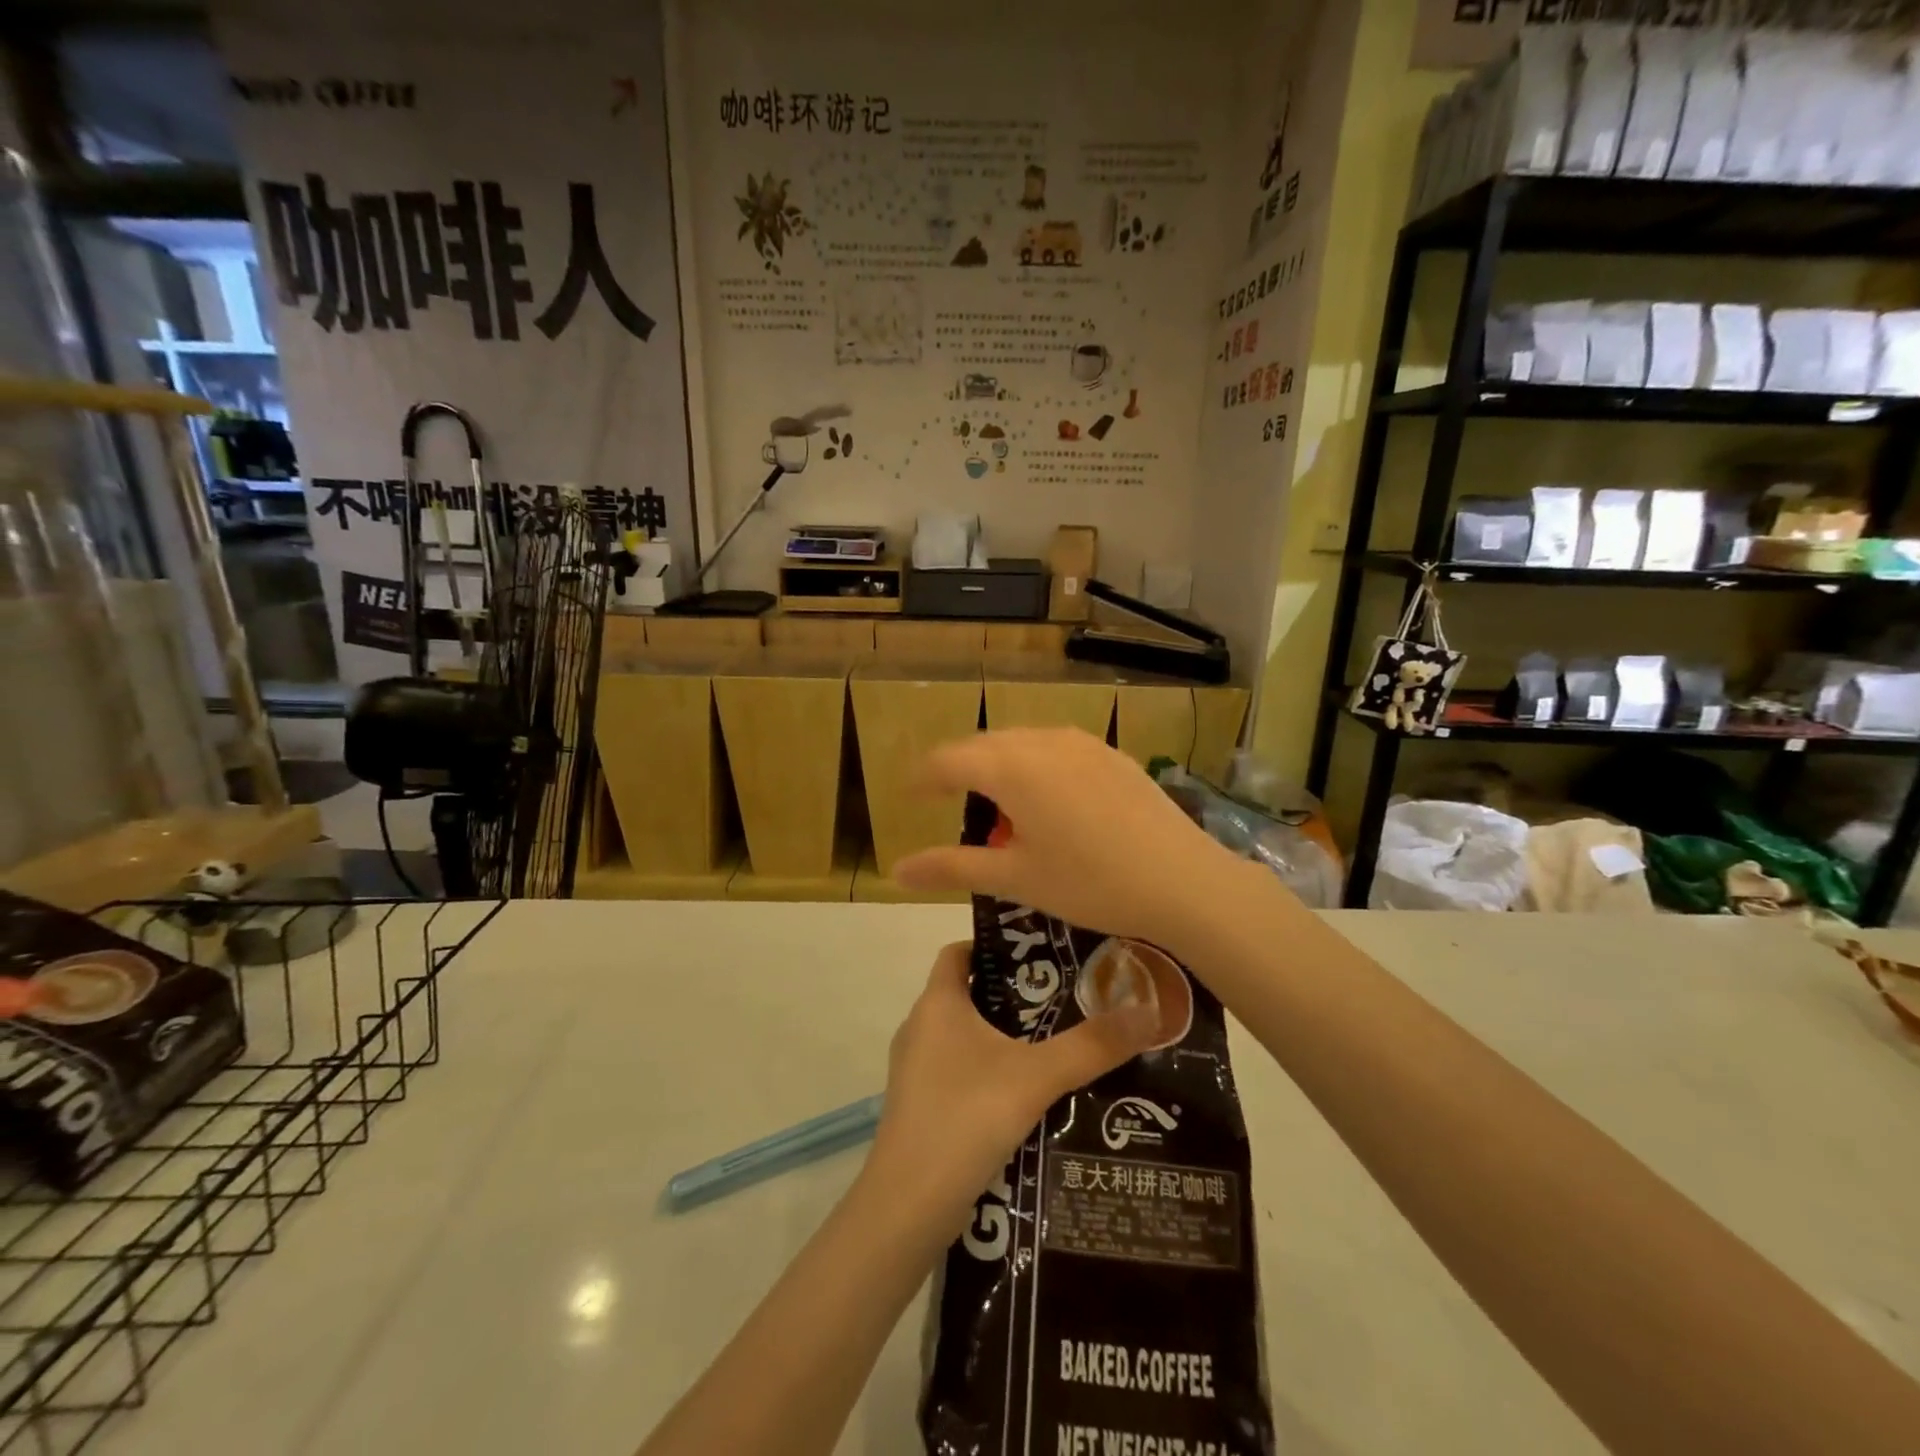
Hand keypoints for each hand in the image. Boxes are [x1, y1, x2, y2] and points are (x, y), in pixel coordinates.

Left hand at [866, 942, 1157, 1229]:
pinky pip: (959, 1072)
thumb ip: (1091, 1046)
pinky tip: (1028, 1097)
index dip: (995, 946)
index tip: (1040, 955)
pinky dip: (990, 1073)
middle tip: (1065, 1000)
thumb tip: (1149, 1012)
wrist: (907, 1206)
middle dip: (1014, 996)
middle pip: (968, 993)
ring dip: (1004, 1038)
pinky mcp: (920, 1107)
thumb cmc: (966, 1117)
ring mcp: (916, 1070)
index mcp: (937, 1003)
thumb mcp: (1036, 1077)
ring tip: (1056, 1046)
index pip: (959, 951)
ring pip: (965, 1037)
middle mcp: (920, 1027)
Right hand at [893, 728, 1242, 955]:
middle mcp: (1041, 742)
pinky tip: (1051, 801)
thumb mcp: (1015, 879)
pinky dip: (1036, 766)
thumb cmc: (1090, 883)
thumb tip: (897, 871)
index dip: (923, 778)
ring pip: (1021, 742)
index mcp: (1011, 768)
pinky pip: (1056, 747)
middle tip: (954, 807)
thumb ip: (951, 868)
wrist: (1183, 881)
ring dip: (1000, 766)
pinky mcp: (1110, 753)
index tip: (911, 796)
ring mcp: (1081, 743)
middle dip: (961, 771)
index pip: (947, 760)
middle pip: (983, 746)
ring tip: (1003, 807)